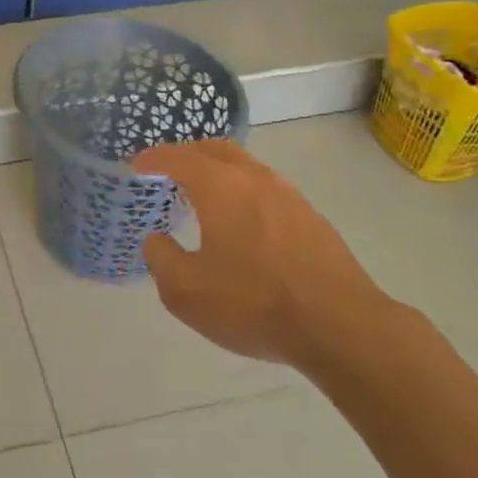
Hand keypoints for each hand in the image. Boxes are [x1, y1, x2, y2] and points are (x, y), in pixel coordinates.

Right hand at [134, 140, 390, 372]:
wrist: (342, 327)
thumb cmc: (254, 304)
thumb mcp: (187, 292)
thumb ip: (162, 259)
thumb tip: (156, 239)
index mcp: (219, 186)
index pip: (177, 157)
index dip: (153, 158)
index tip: (136, 164)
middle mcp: (254, 179)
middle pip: (215, 149)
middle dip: (188, 154)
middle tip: (169, 169)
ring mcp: (289, 196)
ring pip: (247, 167)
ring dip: (221, 171)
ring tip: (206, 194)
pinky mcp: (313, 219)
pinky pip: (269, 190)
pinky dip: (246, 192)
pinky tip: (245, 223)